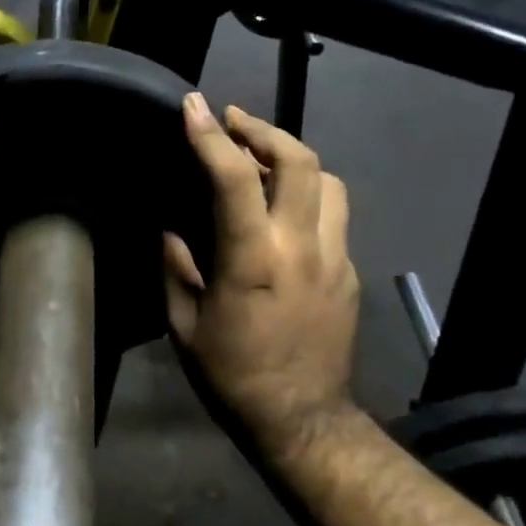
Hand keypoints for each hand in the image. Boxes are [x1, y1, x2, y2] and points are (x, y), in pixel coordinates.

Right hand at [164, 95, 360, 469]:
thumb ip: (177, 269)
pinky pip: (333, 217)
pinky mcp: (350, 274)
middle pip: (300, 161)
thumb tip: (174, 231)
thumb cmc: (232, 375)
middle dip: (264, 130)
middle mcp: (301, 248)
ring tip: (264, 162)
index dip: (210, 136)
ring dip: (295, 160)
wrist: (301, 419)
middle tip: (233, 122)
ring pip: (329, 182)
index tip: (193, 107)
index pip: (234, 179)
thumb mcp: (184, 326)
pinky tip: (284, 214)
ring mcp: (335, 259)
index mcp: (252, 260)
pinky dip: (307, 198)